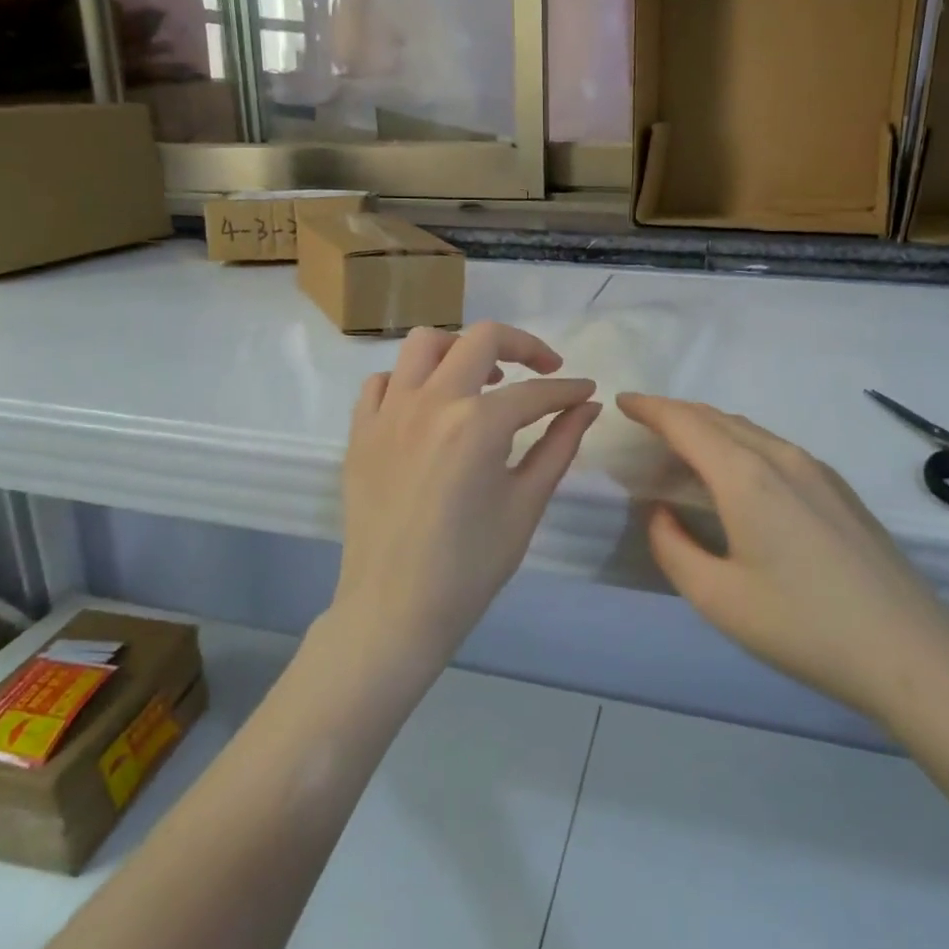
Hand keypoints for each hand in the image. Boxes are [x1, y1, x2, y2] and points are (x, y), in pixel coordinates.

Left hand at [332, 323, 601, 680]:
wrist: (394, 609)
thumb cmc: (470, 566)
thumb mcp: (526, 504)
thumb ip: (559, 446)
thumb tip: (587, 407)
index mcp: (478, 423)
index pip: (535, 391)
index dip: (568, 390)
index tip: (586, 392)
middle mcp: (431, 401)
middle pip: (481, 338)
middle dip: (523, 345)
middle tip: (542, 370)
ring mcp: (388, 412)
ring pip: (424, 344)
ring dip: (461, 349)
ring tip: (481, 379)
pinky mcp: (360, 430)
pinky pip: (382, 381)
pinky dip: (410, 380)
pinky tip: (428, 407)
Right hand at [617, 394, 948, 727]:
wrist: (912, 653)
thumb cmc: (804, 627)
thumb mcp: (718, 599)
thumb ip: (673, 548)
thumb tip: (660, 513)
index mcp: (746, 478)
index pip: (685, 424)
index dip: (650, 408)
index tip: (623, 401)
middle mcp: (781, 458)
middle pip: (717, 418)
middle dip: (675, 413)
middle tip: (644, 422)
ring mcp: (817, 470)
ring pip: (748, 430)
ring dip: (709, 427)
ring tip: (682, 446)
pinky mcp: (839, 489)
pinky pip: (774, 447)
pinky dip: (739, 444)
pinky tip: (736, 473)